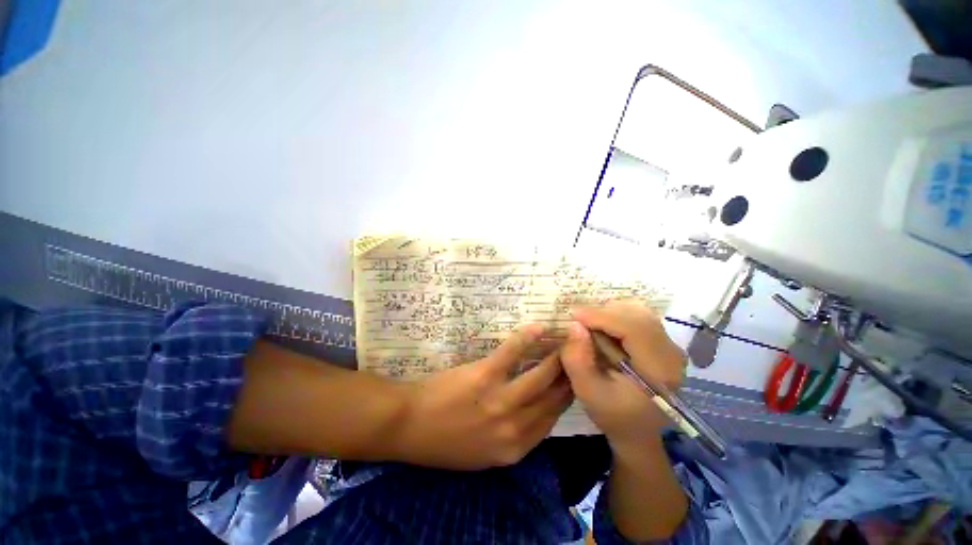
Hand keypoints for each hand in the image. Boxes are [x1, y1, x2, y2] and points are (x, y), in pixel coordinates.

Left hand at [391, 325, 572, 469]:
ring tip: (565, 342)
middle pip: (553, 398)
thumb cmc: (444, 442)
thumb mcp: (484, 454)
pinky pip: (513, 352)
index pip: (553, 420)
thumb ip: (514, 438)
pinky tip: (539, 328)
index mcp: (515, 448)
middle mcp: (515, 426)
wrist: (409, 426)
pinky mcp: (485, 375)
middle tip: (577, 357)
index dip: (567, 398)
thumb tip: (536, 413)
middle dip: (569, 376)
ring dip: (556, 357)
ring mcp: (501, 400)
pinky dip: (528, 338)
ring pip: (541, 376)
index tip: (574, 381)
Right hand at [561, 302, 685, 447]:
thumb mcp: (588, 392)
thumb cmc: (613, 415)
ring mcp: (670, 346)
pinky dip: (618, 316)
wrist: (638, 432)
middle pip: (637, 315)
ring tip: (591, 326)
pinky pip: (640, 316)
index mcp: (658, 370)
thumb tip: (574, 325)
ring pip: (639, 311)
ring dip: (610, 313)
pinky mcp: (664, 343)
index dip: (601, 317)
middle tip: (580, 322)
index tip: (573, 315)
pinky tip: (605, 329)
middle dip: (604, 312)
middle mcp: (672, 353)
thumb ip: (578, 360)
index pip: (633, 328)